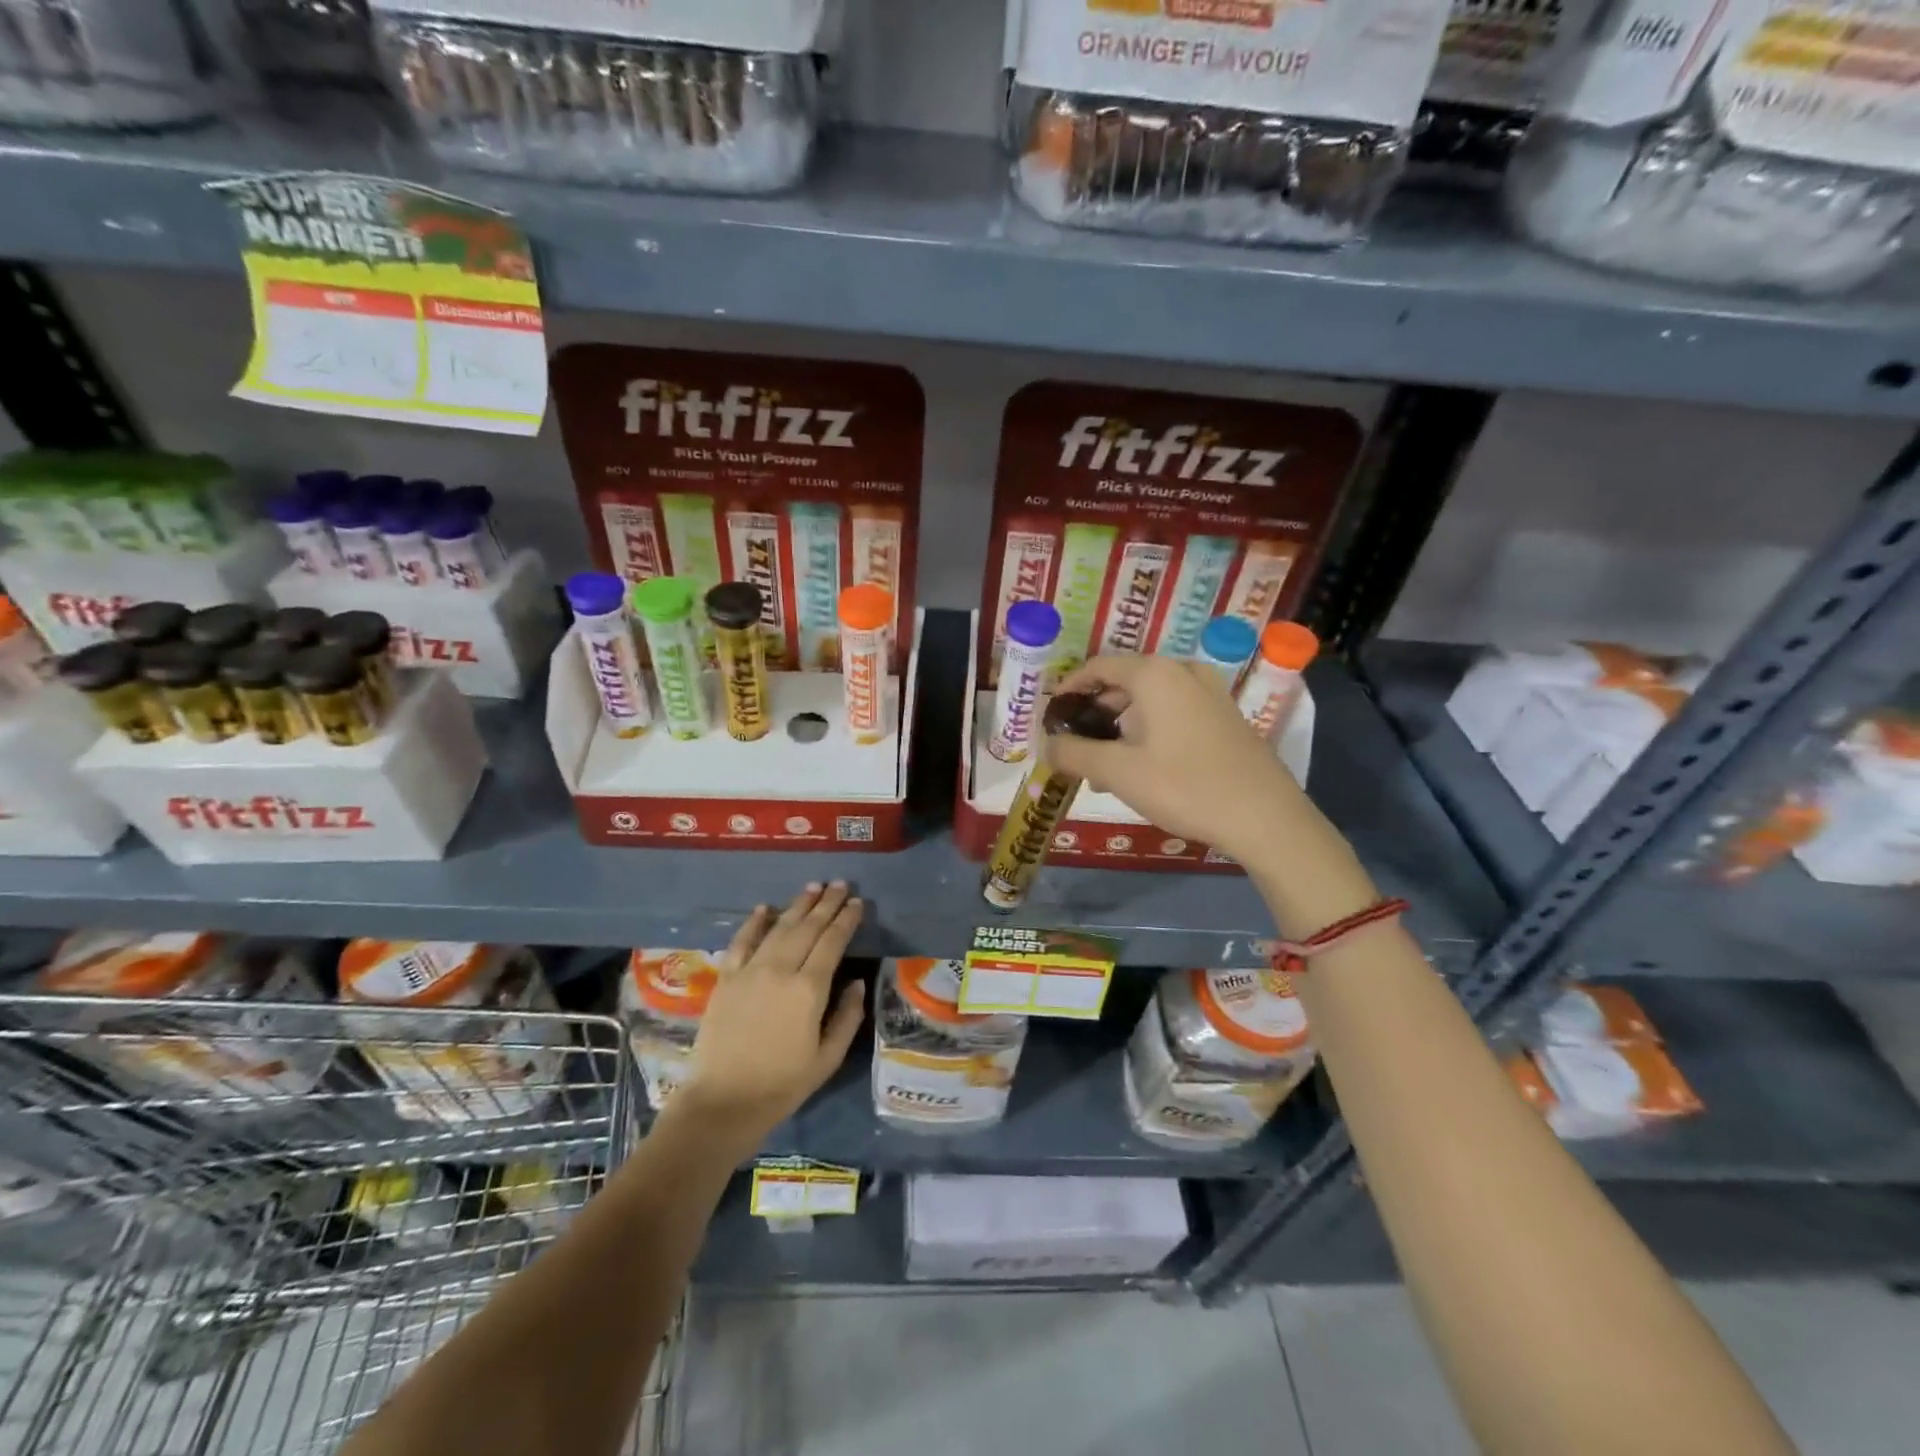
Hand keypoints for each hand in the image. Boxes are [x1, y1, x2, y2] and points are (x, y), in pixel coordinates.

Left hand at [671, 883, 864, 1141]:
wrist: (723, 1101)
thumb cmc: (782, 1085)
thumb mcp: (828, 1058)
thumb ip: (847, 1017)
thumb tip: (856, 982)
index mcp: (809, 989)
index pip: (832, 942)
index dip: (846, 920)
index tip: (857, 902)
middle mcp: (780, 970)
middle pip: (808, 927)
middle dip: (826, 904)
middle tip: (840, 883)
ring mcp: (750, 971)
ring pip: (778, 928)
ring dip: (797, 905)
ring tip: (813, 888)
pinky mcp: (726, 979)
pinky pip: (741, 942)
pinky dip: (754, 922)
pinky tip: (764, 908)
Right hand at [1048, 654, 1314, 867]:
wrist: (1265, 817)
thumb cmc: (1184, 786)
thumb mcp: (1118, 772)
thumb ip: (1074, 754)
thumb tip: (1046, 745)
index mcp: (1154, 674)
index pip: (1097, 667)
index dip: (1068, 690)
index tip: (1050, 717)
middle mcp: (1182, 672)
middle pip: (1123, 683)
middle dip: (1094, 714)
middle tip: (1074, 747)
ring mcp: (1209, 692)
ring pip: (1149, 701)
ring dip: (1120, 728)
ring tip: (1103, 768)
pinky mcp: (1224, 716)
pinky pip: (1173, 713)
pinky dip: (1148, 732)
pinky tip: (1140, 770)